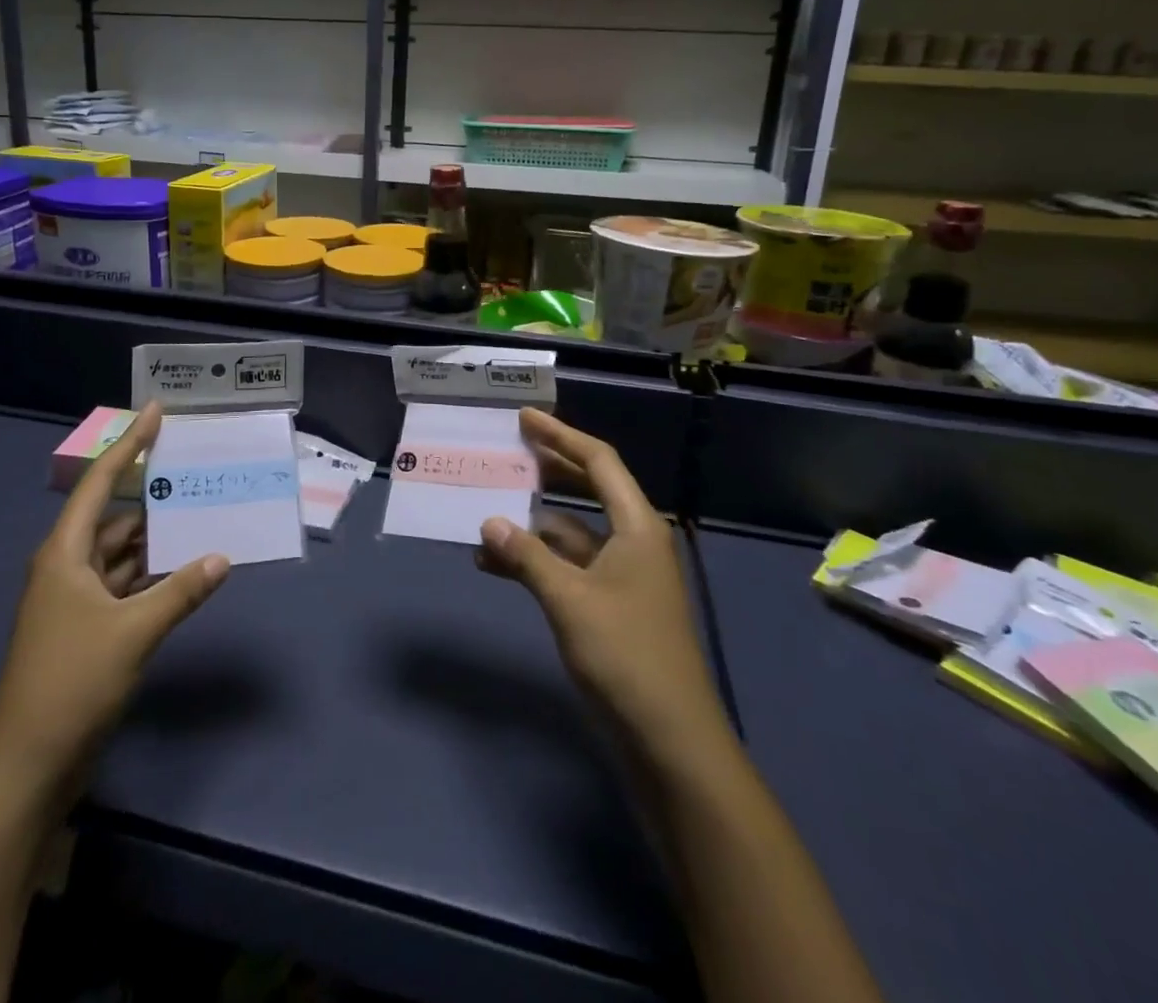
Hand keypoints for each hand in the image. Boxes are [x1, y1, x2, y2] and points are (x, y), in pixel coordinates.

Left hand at [0, 404, 228, 771]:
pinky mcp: (88, 629)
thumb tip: (222, 557)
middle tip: (196, 472)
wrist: (27, 765)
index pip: (101, 483)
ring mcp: (77, 601)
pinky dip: (154, 575)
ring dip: (157, 539)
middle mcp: (68, 568)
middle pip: (114, 517)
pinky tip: (186, 569)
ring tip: (202, 515)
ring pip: (123, 554)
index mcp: (64, 554)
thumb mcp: (132, 633)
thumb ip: (180, 592)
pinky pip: (126, 585)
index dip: (130, 445)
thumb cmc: (71, 682)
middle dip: (153, 496)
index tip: (157, 413)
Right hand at [477, 408, 724, 754]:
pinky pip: (568, 566)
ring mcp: (622, 575)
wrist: (670, 740)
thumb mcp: (570, 600)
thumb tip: (488, 522)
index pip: (598, 462)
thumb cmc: (626, 656)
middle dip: (549, 468)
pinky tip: (497, 565)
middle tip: (508, 450)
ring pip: (572, 531)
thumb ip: (527, 557)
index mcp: (637, 526)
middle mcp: (632, 541)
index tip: (525, 418)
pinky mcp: (610, 605)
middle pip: (588, 489)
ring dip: (532, 523)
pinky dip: (536, 561)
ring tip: (487, 510)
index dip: (561, 436)